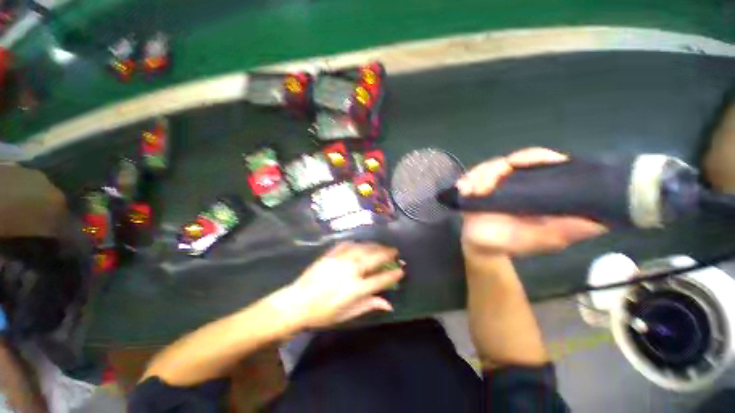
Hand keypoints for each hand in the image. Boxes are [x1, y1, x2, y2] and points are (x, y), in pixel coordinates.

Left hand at [285, 242, 403, 328]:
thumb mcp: (348, 315)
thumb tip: (388, 304)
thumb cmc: (323, 313)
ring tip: (382, 246)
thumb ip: (369, 305)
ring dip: (375, 246)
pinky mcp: (331, 254)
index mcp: (356, 288)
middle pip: (375, 258)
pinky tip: (361, 244)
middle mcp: (351, 270)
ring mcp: (341, 259)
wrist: (297, 302)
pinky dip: (357, 243)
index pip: (381, 279)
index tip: (402, 270)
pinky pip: (348, 244)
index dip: (394, 274)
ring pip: (363, 248)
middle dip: (388, 254)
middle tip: (395, 252)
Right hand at [457, 147, 606, 255]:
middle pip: (510, 161)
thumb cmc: (510, 244)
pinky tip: (463, 191)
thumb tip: (601, 222)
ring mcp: (495, 183)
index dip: (535, 158)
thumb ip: (564, 232)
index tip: (521, 163)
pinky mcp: (477, 187)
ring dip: (478, 177)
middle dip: (494, 171)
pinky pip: (470, 176)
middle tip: (483, 188)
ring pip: (488, 167)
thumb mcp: (540, 241)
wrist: (480, 246)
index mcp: (537, 189)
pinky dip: (466, 181)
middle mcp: (517, 182)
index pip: (541, 162)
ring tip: (471, 192)